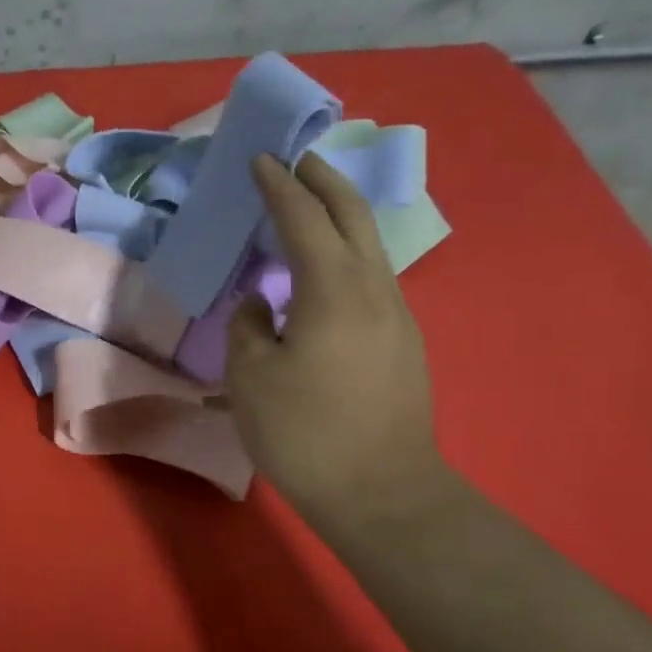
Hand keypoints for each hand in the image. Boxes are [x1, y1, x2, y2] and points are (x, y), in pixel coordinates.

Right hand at [227, 152, 453, 537]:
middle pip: (353, 216)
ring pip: (369, 247)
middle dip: (324, 182)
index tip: (261, 160)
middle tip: (297, 163)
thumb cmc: (304, 432)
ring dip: (339, 219)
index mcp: (333, 288)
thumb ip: (248, 327)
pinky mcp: (404, 344)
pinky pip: (372, 280)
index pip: (303, 218)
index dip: (279, 186)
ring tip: (309, 215)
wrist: (380, 491)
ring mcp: (398, 316)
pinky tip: (324, 280)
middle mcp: (375, 288)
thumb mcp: (250, 378)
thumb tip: (260, 305)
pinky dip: (346, 258)